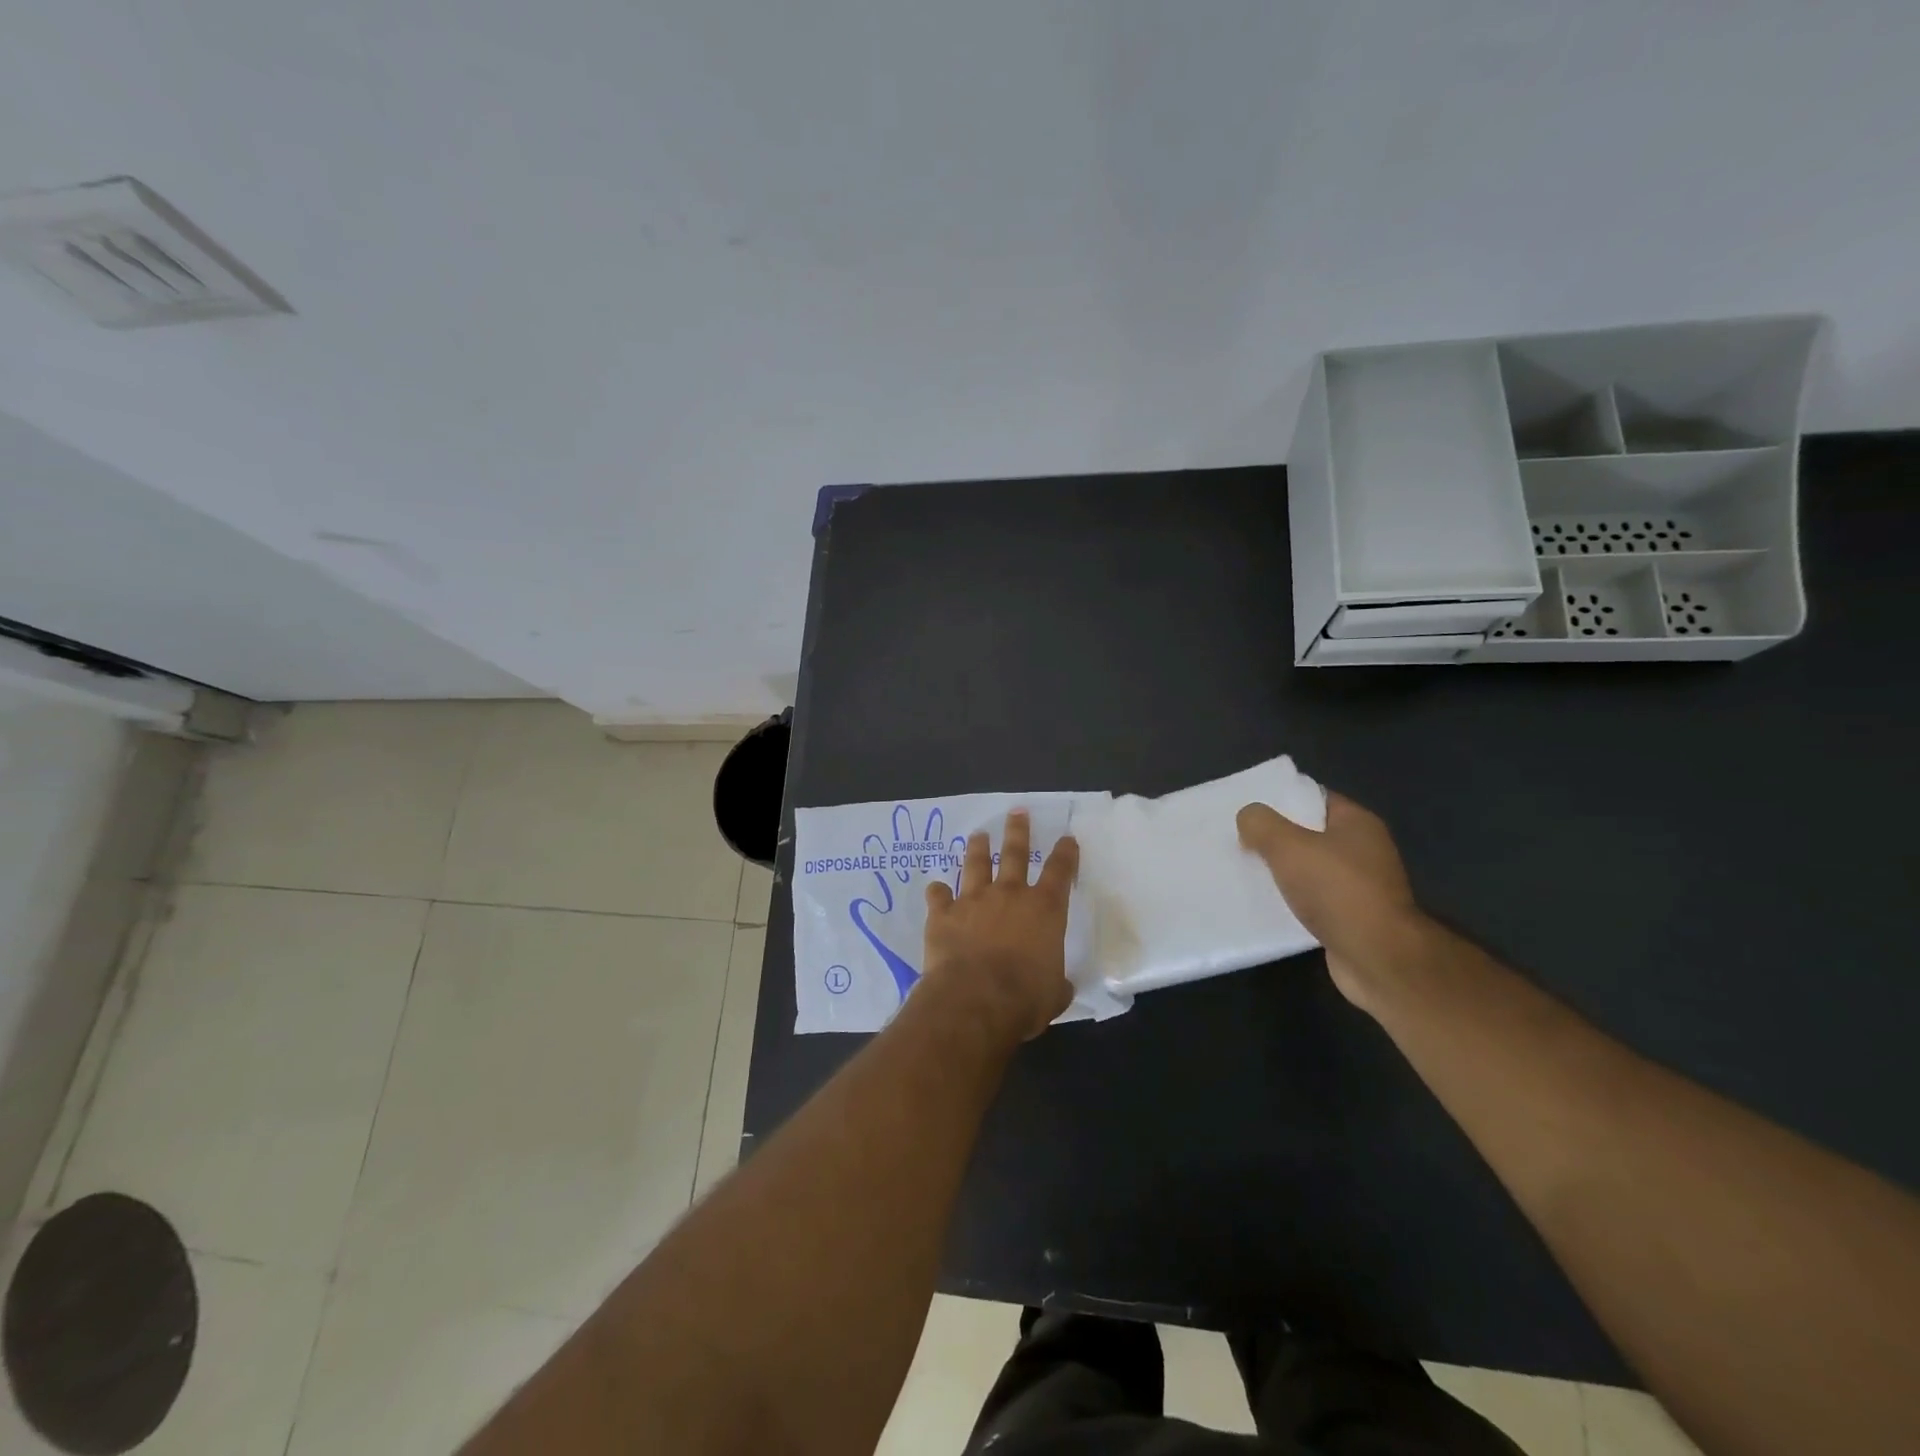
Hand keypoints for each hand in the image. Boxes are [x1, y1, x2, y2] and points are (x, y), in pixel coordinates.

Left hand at [921, 810, 1077, 1044]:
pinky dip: (937, 891)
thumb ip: (1057, 983)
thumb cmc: (1024, 997)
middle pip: (1015, 853)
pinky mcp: (943, 913)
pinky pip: (938, 895)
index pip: (1060, 872)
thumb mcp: (1054, 994)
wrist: (974, 998)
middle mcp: (1009, 895)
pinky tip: (935, 888)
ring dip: (977, 848)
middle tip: (1017, 812)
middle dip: (1018, 831)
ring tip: (978, 835)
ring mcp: (973, 900)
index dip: (1065, 853)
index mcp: (1044, 909)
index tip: (1067, 838)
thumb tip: (1059, 986)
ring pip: (975, 864)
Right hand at [1237, 792, 1429, 1013]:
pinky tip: (1265, 904)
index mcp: (1357, 823)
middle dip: (1275, 838)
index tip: (1249, 809)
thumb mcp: (1288, 846)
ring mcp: (1360, 887)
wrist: (1377, 959)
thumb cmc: (1337, 891)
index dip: (1282, 800)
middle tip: (1239, 839)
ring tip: (1244, 871)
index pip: (1315, 799)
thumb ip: (1261, 824)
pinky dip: (1291, 901)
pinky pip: (1313, 900)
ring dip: (1281, 872)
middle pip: (1310, 834)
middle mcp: (1364, 851)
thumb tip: (1248, 817)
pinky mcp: (1351, 919)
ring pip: (1309, 870)